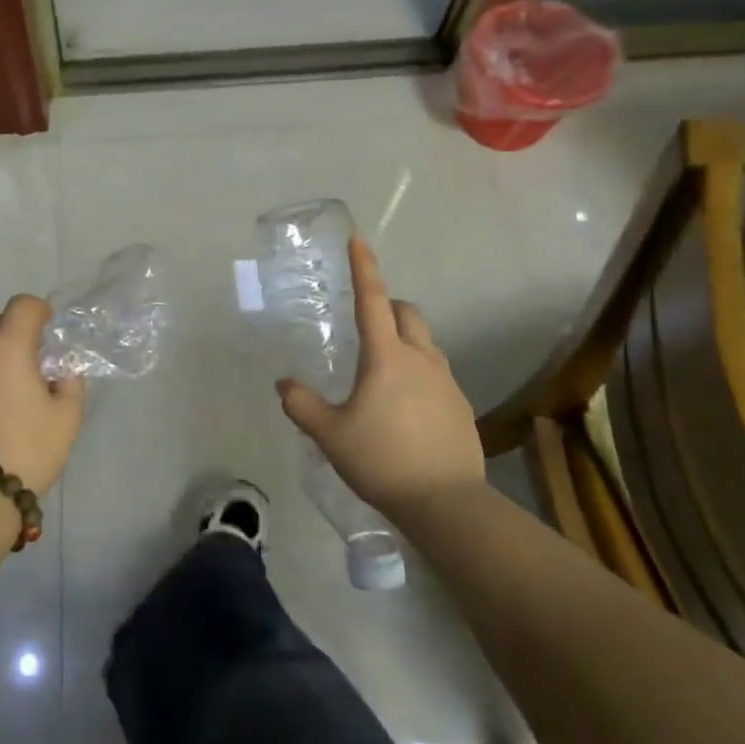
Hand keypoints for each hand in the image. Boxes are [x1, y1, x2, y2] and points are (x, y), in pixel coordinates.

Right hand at [276, 237, 482, 521]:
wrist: (447, 503)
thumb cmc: (382, 460)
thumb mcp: (330, 435)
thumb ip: (302, 405)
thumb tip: (283, 385)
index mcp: (386, 356)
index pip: (372, 300)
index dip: (364, 268)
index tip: (358, 240)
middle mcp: (420, 358)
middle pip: (408, 313)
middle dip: (389, 306)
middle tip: (367, 321)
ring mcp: (446, 381)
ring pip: (426, 341)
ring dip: (406, 339)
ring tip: (384, 367)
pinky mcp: (460, 405)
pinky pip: (437, 371)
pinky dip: (419, 371)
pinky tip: (406, 405)